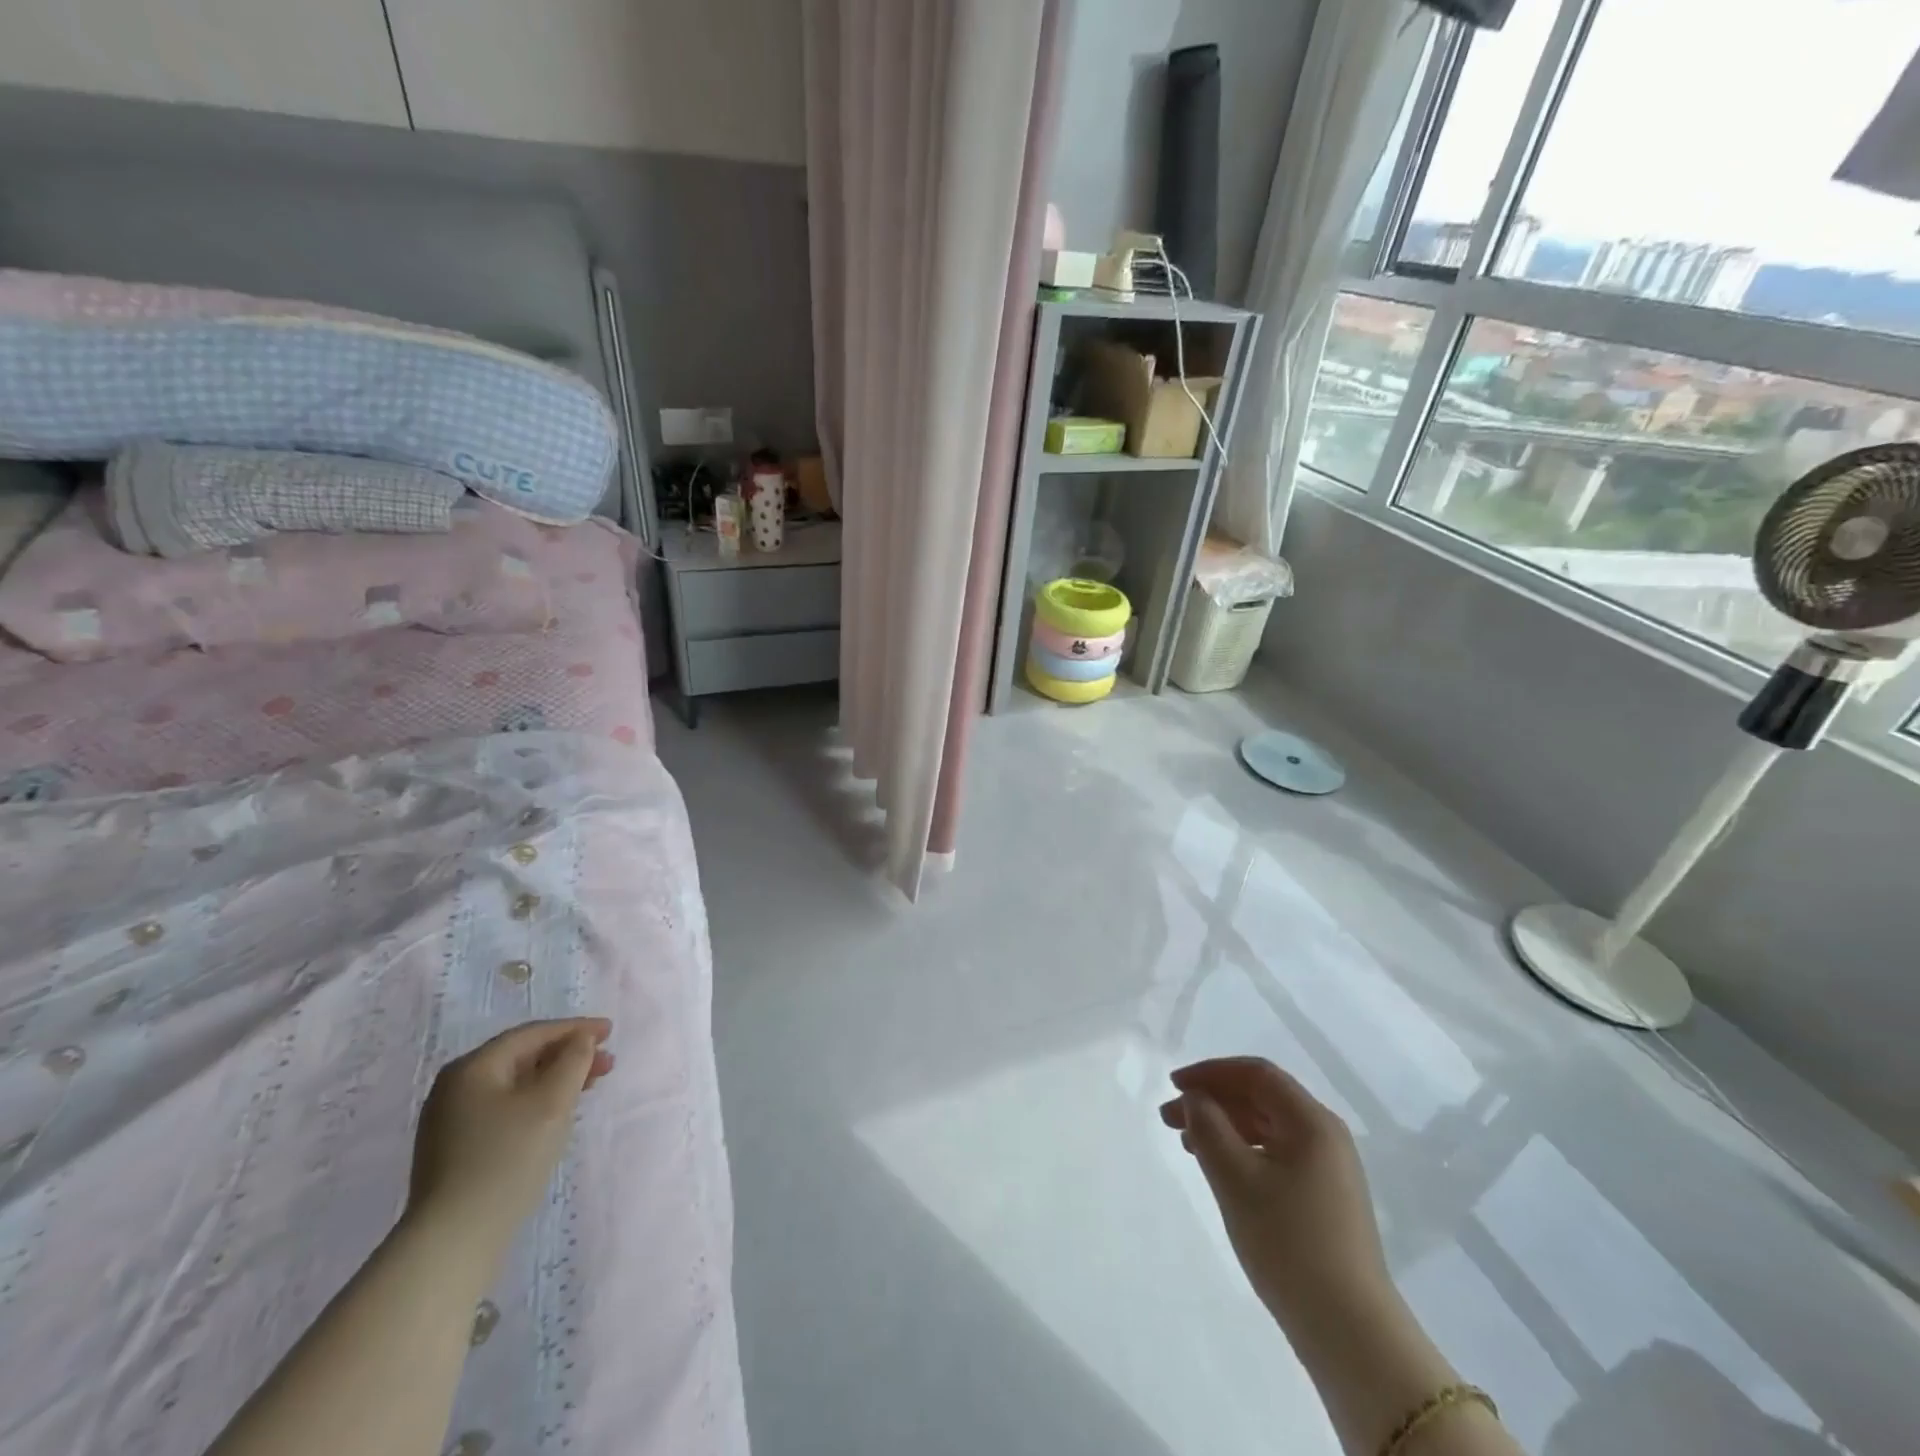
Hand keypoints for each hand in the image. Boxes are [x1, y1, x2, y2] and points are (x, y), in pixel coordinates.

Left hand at [406, 1018, 614, 1258]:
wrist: (454, 1240)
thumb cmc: (508, 1159)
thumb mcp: (552, 1102)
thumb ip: (573, 1060)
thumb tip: (581, 1039)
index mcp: (473, 1068)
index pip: (532, 1034)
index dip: (575, 1029)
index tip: (611, 1031)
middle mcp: (455, 1087)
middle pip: (522, 1056)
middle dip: (568, 1055)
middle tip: (607, 1062)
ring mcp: (450, 1120)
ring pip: (515, 1084)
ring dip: (555, 1079)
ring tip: (589, 1087)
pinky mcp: (455, 1148)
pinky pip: (504, 1107)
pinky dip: (536, 1101)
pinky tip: (556, 1114)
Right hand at [1161, 1057, 1391, 1333]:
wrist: (1350, 1332)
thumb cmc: (1289, 1243)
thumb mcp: (1235, 1178)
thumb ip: (1207, 1126)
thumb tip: (1195, 1099)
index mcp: (1311, 1121)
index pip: (1256, 1074)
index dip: (1210, 1072)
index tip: (1173, 1085)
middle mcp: (1325, 1136)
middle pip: (1261, 1098)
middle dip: (1212, 1100)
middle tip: (1169, 1118)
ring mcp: (1329, 1169)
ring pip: (1267, 1128)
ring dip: (1224, 1126)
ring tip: (1186, 1143)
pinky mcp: (1325, 1198)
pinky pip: (1276, 1154)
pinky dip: (1242, 1151)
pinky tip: (1219, 1169)